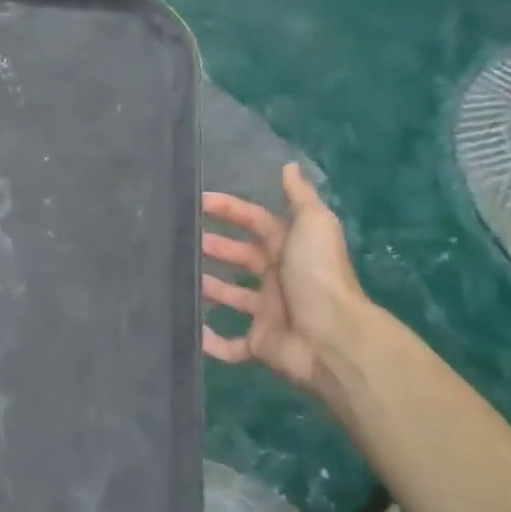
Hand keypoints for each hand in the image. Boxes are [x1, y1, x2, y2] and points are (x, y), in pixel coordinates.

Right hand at [201, 164, 363, 398]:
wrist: (332, 337)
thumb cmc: (318, 274)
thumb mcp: (314, 224)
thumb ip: (300, 196)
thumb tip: (289, 166)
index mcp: (290, 250)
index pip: (256, 222)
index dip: (230, 210)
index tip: (198, 202)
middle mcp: (279, 279)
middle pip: (241, 258)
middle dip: (215, 247)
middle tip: (182, 240)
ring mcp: (268, 314)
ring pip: (232, 297)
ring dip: (208, 288)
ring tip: (178, 278)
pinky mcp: (260, 345)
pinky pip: (230, 346)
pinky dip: (210, 341)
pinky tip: (189, 329)